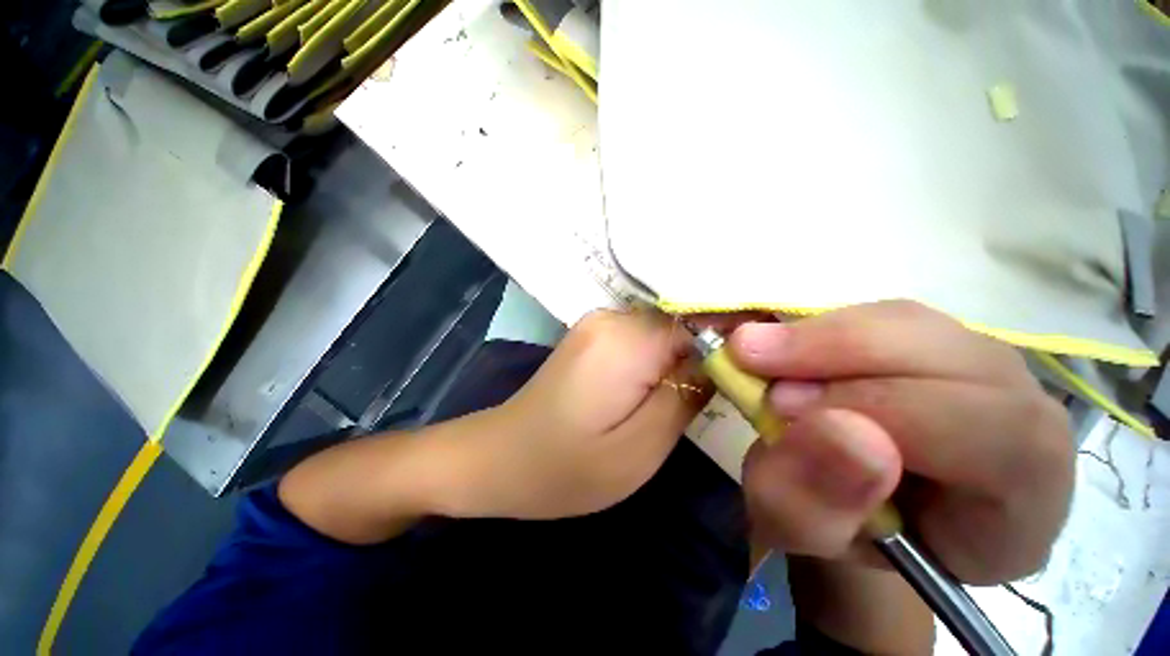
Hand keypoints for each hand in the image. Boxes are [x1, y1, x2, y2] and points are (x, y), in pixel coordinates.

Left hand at [443, 309, 710, 519]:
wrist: (500, 457)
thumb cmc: (567, 466)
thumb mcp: (640, 447)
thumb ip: (685, 396)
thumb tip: (719, 362)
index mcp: (626, 339)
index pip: (699, 323)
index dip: (724, 350)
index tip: (738, 382)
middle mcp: (611, 317)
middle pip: (679, 324)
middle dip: (698, 357)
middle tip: (702, 399)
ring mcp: (596, 322)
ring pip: (660, 331)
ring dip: (675, 361)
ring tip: (675, 397)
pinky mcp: (590, 335)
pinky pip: (639, 337)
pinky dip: (653, 359)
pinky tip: (648, 388)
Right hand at [732, 301, 1073, 583]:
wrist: (859, 502)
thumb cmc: (842, 529)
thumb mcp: (804, 534)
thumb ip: (812, 505)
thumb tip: (839, 429)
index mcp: (1022, 501)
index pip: (993, 435)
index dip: (882, 409)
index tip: (779, 407)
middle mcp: (1026, 422)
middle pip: (954, 358)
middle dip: (836, 352)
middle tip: (750, 356)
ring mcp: (983, 369)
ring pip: (911, 324)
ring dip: (821, 335)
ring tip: (759, 353)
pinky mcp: (937, 341)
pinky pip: (882, 317)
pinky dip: (823, 328)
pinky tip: (787, 352)